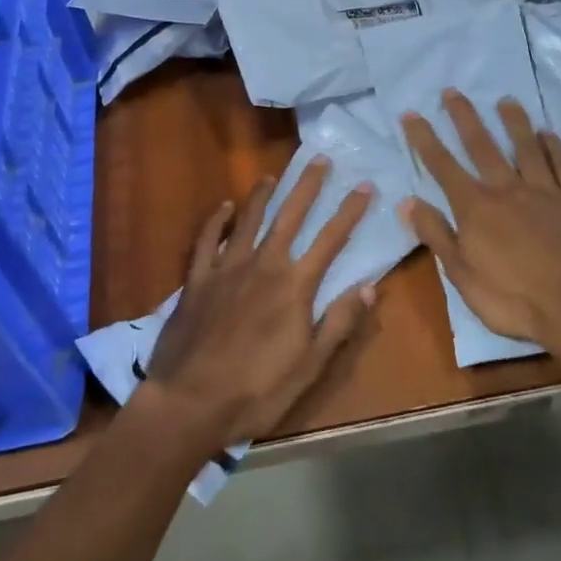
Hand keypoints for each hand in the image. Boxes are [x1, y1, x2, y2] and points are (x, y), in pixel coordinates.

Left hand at [143, 158, 377, 452]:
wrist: (190, 401)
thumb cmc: (257, 390)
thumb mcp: (310, 366)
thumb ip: (340, 322)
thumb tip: (370, 286)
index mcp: (294, 286)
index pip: (330, 240)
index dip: (350, 211)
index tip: (365, 186)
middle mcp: (263, 265)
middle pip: (290, 216)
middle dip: (308, 186)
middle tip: (321, 160)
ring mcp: (226, 268)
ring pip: (248, 220)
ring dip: (263, 196)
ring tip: (273, 176)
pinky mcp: (197, 279)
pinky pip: (207, 240)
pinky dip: (216, 220)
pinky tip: (223, 207)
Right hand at [401, 90, 560, 354]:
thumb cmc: (513, 300)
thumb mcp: (462, 276)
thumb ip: (436, 235)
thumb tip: (408, 202)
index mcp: (476, 208)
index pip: (442, 165)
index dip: (424, 139)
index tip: (411, 113)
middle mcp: (507, 190)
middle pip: (482, 146)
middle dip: (464, 117)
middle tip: (453, 91)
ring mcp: (545, 193)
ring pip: (525, 148)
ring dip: (513, 122)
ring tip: (505, 100)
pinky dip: (554, 148)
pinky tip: (548, 134)